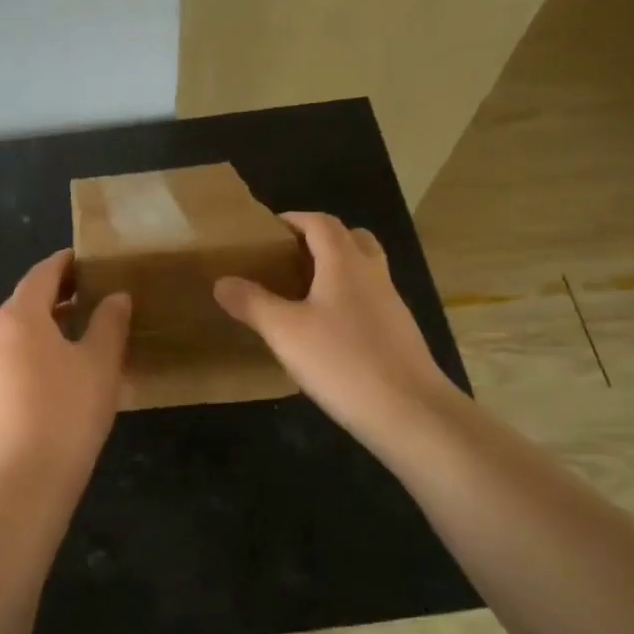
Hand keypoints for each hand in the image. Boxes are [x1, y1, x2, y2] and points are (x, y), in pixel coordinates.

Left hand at [0, 249, 130, 497]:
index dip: (65, 263)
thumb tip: (116, 296)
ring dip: (44, 327)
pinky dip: (32, 354)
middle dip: (56, 295)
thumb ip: (110, 323)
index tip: (86, 259)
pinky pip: (9, 362)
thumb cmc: (66, 413)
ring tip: (78, 336)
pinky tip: (55, 377)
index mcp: (19, 317)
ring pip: (16, 334)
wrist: (19, 484)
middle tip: (90, 296)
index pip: (42, 274)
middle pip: (25, 302)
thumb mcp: (100, 364)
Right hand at [215, 212, 456, 456]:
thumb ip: (252, 303)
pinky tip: (328, 333)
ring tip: (304, 295)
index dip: (295, 219)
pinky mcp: (400, 334)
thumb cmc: (342, 362)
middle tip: (290, 259)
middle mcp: (372, 274)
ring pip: (365, 270)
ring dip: (337, 270)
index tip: (268, 231)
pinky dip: (349, 301)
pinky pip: (371, 301)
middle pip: (352, 238)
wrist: (411, 413)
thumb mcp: (284, 332)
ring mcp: (392, 305)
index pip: (321, 222)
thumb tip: (222, 281)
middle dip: (321, 240)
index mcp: (345, 263)